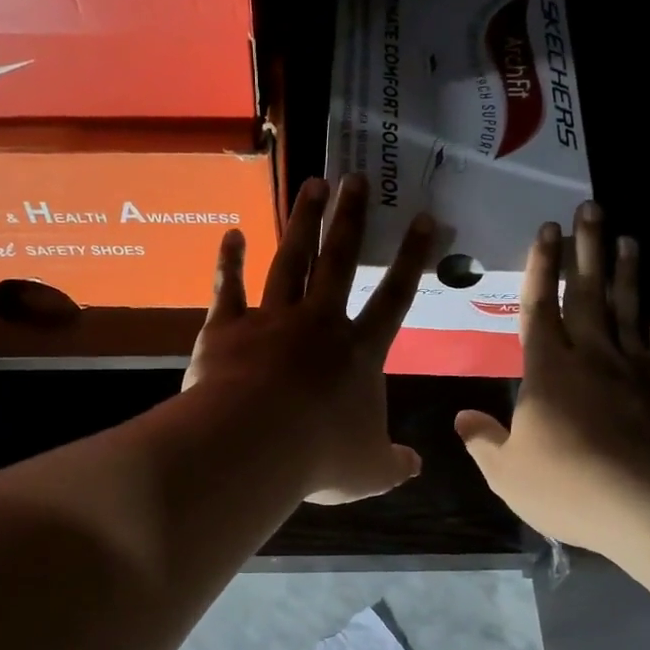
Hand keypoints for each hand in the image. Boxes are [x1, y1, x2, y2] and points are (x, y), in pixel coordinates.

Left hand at [184, 174, 433, 504]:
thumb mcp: (368, 471)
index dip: (410, 258)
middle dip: (350, 219)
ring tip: (312, 184)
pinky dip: (230, 261)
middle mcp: (318, 324)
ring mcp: (271, 320)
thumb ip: (393, 464)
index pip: (394, 298)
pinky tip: (231, 234)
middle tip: (357, 179)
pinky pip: (229, 288)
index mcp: (358, 353)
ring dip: (302, 223)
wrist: (252, 445)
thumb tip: (415, 467)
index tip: (422, 218)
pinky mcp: (227, 329)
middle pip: (338, 262)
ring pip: (291, 262)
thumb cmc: (319, 457)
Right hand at [454, 202, 649, 550]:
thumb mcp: (508, 473)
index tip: (546, 230)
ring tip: (628, 240)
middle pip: (586, 295)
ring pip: (629, 312)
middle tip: (591, 207)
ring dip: (626, 275)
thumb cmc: (570, 486)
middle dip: (585, 250)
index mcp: (548, 371)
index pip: (538, 309)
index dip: (539, 268)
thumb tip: (460, 417)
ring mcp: (636, 372)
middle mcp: (592, 358)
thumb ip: (484, 442)